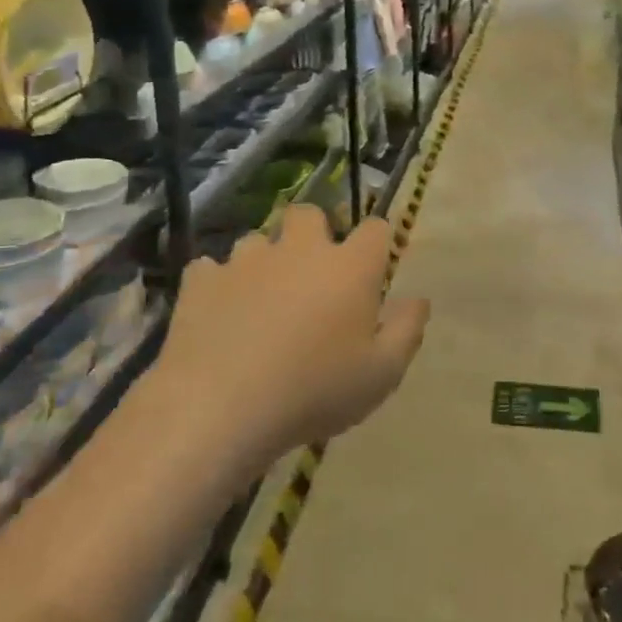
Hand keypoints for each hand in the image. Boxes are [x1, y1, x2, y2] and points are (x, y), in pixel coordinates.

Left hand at [157, 206, 429, 468]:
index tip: (373, 266)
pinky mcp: (202, 280)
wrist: (221, 407)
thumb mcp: (381, 375)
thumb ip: (406, 330)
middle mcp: (300, 250)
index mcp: (349, 267)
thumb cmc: (315, 391)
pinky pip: (210, 269)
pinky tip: (219, 314)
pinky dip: (218, 285)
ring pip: (257, 240)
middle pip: (309, 214)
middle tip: (312, 273)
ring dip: (263, 261)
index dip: (377, 241)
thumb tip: (419, 299)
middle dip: (312, 232)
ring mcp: (247, 261)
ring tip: (260, 299)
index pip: (375, 229)